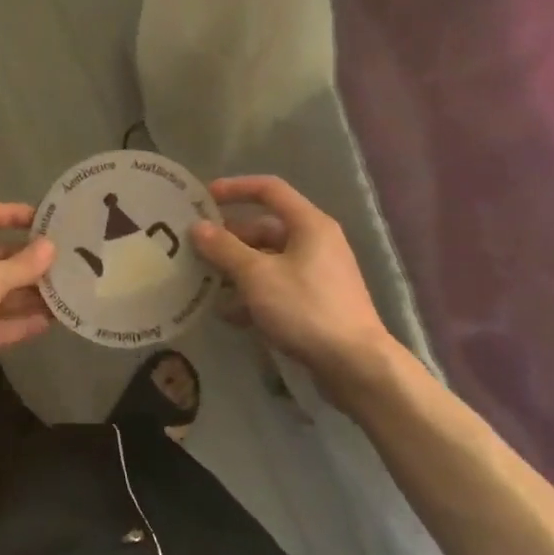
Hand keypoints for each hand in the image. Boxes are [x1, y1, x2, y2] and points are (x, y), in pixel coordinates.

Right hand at [189, 175, 405, 409]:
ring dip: (237, 270)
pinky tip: (229, 314)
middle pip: (265, 228)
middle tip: (197, 250)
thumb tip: (197, 227)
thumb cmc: (305, 308)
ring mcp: (318, 274)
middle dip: (230, 239)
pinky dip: (253, 294)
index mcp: (309, 224)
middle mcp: (316, 242)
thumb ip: (224, 249)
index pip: (269, 189)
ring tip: (205, 284)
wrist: (356, 366)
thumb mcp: (257, 276)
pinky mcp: (316, 302)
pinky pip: (277, 286)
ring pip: (268, 260)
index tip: (204, 198)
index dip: (235, 188)